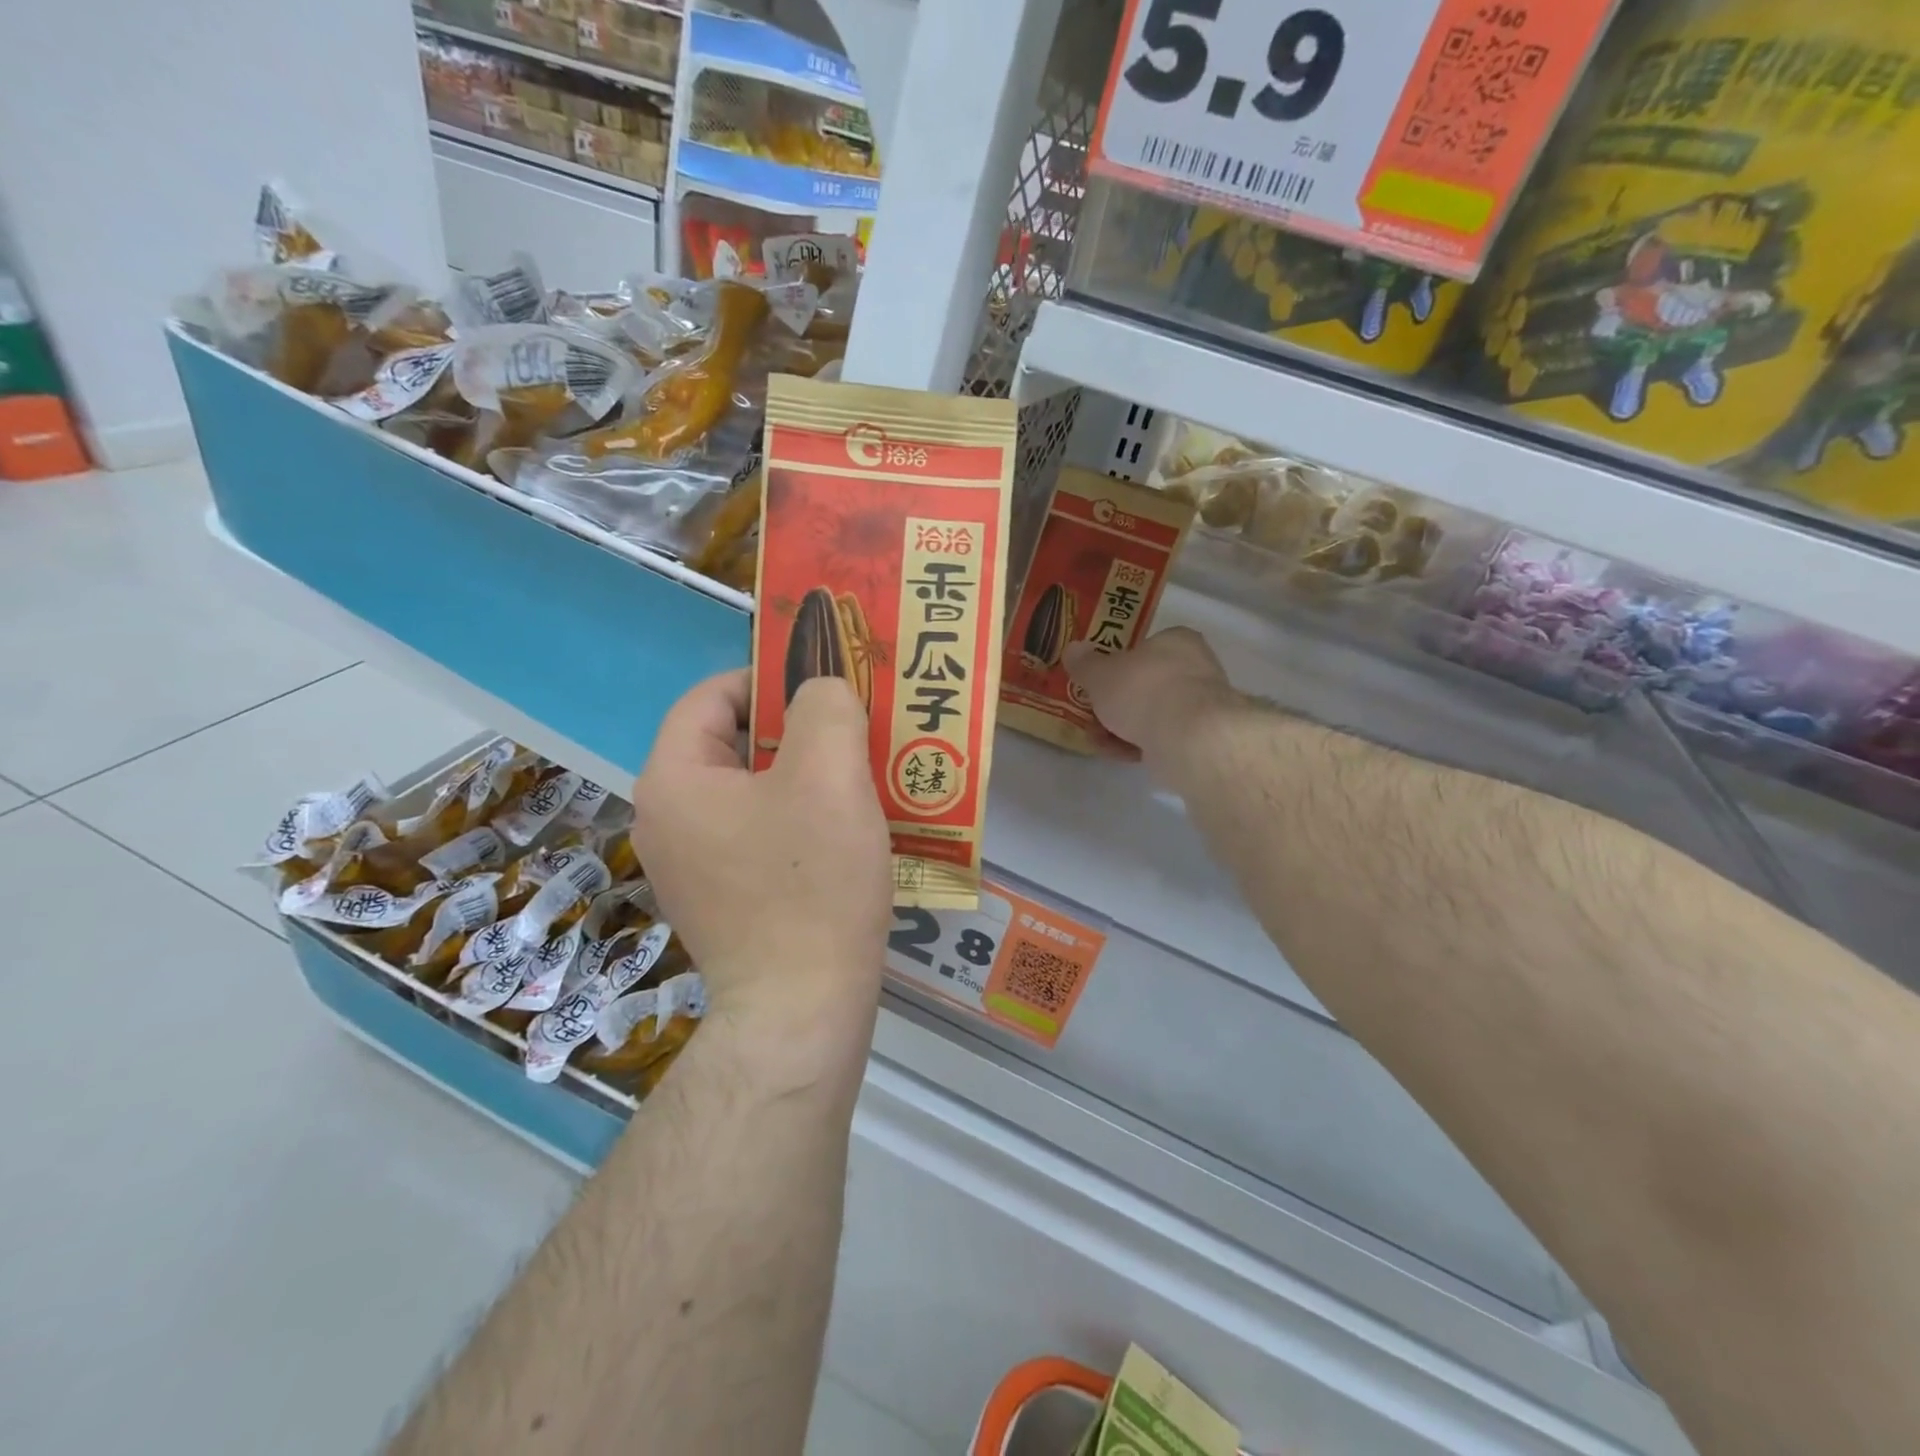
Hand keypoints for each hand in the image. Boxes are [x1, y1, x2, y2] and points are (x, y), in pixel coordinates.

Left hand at [630, 670, 891, 1028]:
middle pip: (731, 743)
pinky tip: (843, 830)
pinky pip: (756, 832)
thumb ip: (825, 707)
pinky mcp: (719, 898)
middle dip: (795, 729)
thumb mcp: (829, 774)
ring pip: (750, 790)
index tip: (827, 689)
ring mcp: (689, 865)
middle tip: (855, 732)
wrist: (801, 1011)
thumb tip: (820, 693)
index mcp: (674, 780)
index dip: (770, 680)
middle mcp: (665, 819)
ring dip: (803, 774)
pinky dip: (797, 817)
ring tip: (859, 777)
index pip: (712, 697)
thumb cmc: (812, 884)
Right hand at [1063, 628, 1235, 763]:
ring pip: (1150, 713)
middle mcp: (1194, 668)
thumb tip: (1073, 650)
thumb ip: (1084, 663)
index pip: (1146, 646)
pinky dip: (1136, 744)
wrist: (1186, 737)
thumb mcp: (1100, 673)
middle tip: (1091, 712)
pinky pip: (1159, 737)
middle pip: (1145, 683)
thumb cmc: (1142, 690)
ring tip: (1096, 738)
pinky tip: (1114, 752)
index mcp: (1177, 640)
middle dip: (1115, 701)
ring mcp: (1198, 706)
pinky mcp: (1198, 738)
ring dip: (1120, 726)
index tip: (1097, 681)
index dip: (1118, 663)